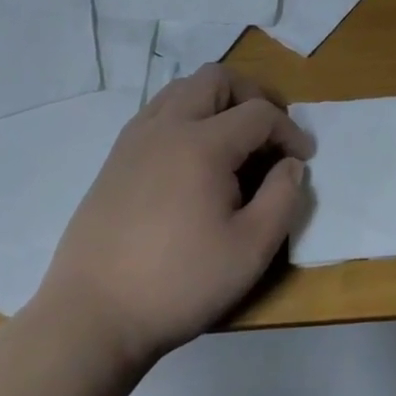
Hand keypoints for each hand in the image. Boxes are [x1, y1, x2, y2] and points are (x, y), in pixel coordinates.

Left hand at [37, 65, 312, 366]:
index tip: (304, 158)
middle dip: (252, 95)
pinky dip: (186, 115)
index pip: (259, 113)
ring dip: (216, 101)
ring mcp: (135, 138)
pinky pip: (158, 111)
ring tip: (233, 139)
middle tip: (269, 131)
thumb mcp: (250, 250)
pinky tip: (193, 158)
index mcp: (202, 143)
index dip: (289, 130)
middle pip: (217, 78)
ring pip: (183, 88)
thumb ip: (282, 198)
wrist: (91, 317)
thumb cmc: (178, 283)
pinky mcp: (115, 158)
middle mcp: (167, 126)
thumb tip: (291, 165)